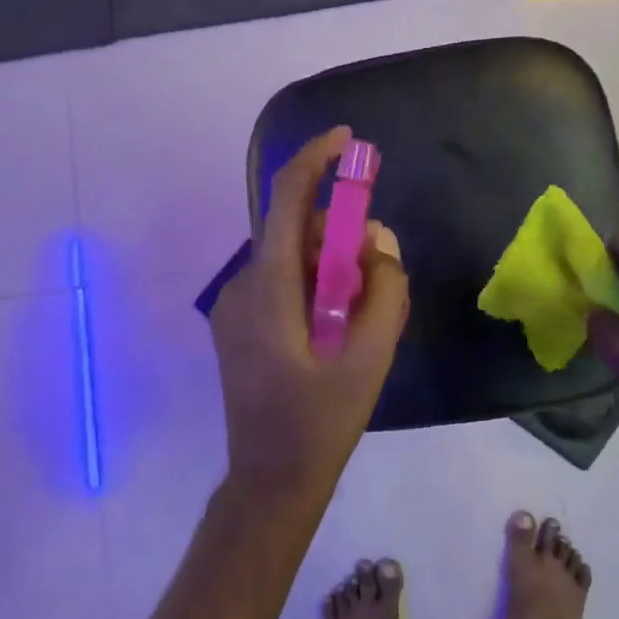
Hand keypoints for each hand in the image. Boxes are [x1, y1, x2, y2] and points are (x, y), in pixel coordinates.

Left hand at [210, 128, 409, 505]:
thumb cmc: (320, 424)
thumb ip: (384, 291)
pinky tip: (334, 325)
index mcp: (269, 290)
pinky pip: (280, 282)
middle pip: (293, 230)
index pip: (286, 202)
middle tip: (377, 266)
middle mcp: (242, 286)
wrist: (270, 479)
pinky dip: (312, 284)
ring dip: (328, 264)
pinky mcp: (238, 324)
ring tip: (359, 311)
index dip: (314, 161)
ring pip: (289, 258)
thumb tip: (378, 243)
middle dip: (337, 231)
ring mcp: (234, 306)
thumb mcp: (370, 359)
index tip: (348, 140)